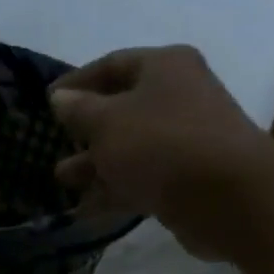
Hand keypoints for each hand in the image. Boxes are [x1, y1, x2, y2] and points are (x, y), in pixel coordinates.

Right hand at [50, 45, 273, 262]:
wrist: (227, 197)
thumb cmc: (161, 144)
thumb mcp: (107, 123)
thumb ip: (79, 110)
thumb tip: (60, 98)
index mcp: (164, 67)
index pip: (112, 64)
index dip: (76, 82)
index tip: (46, 101)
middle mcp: (179, 96)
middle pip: (122, 108)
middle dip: (86, 130)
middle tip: (56, 145)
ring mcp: (185, 140)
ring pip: (131, 148)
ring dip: (96, 164)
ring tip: (64, 181)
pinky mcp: (187, 179)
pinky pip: (143, 179)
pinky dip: (115, 190)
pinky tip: (86, 209)